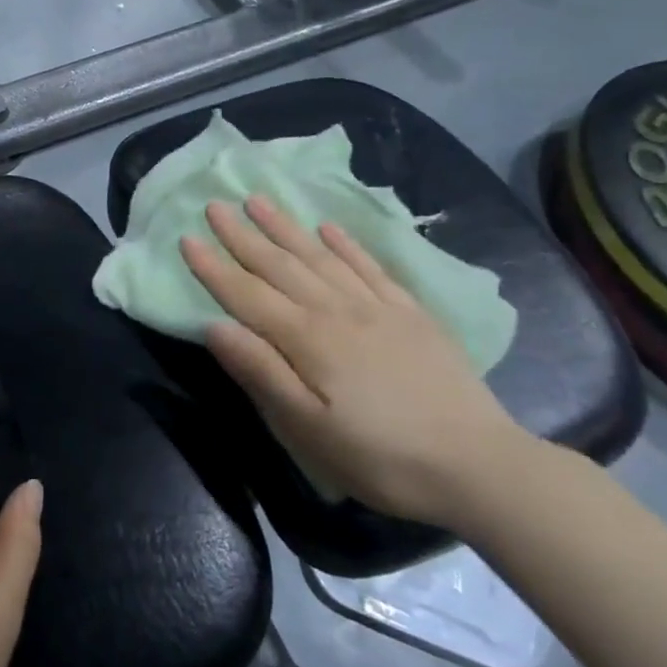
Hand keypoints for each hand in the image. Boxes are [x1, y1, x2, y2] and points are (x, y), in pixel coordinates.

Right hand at [180, 196, 534, 528]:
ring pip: (320, 256)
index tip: (186, 238)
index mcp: (307, 339)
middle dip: (242, 235)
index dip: (213, 267)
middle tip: (215, 205)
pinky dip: (346, 244)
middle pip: (279, 265)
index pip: (247, 294)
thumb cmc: (382, 457)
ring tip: (259, 200)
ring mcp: (377, 307)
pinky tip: (329, 228)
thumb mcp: (309, 430)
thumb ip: (261, 373)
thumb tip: (214, 326)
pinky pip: (370, 266)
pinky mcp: (410, 314)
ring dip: (286, 227)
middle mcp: (336, 310)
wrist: (480, 465)